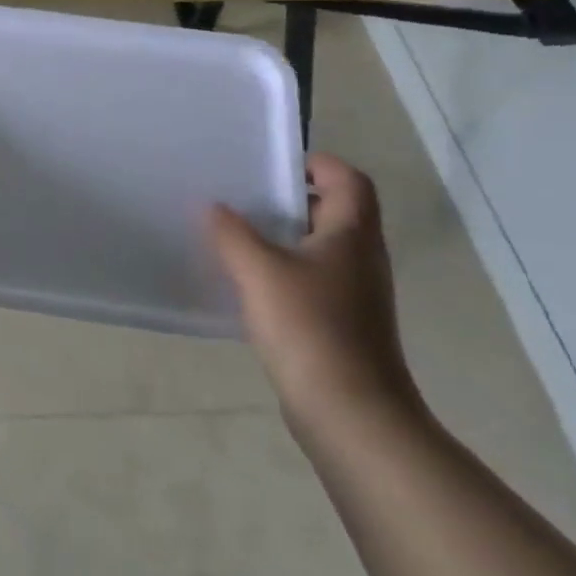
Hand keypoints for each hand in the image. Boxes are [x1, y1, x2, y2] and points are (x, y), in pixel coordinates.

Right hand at [208, 154, 419, 432]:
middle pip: (335, 211)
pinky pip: (313, 281)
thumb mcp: (259, 271)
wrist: (349, 412)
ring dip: (284, 237)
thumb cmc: (309, 328)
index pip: (348, 179)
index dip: (317, 164)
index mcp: (352, 234)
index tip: (272, 166)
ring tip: (238, 236)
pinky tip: (250, 285)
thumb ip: (232, 233)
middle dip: (291, 200)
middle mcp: (361, 258)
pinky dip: (284, 272)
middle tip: (244, 197)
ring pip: (321, 248)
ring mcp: (355, 294)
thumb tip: (213, 206)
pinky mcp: (342, 324)